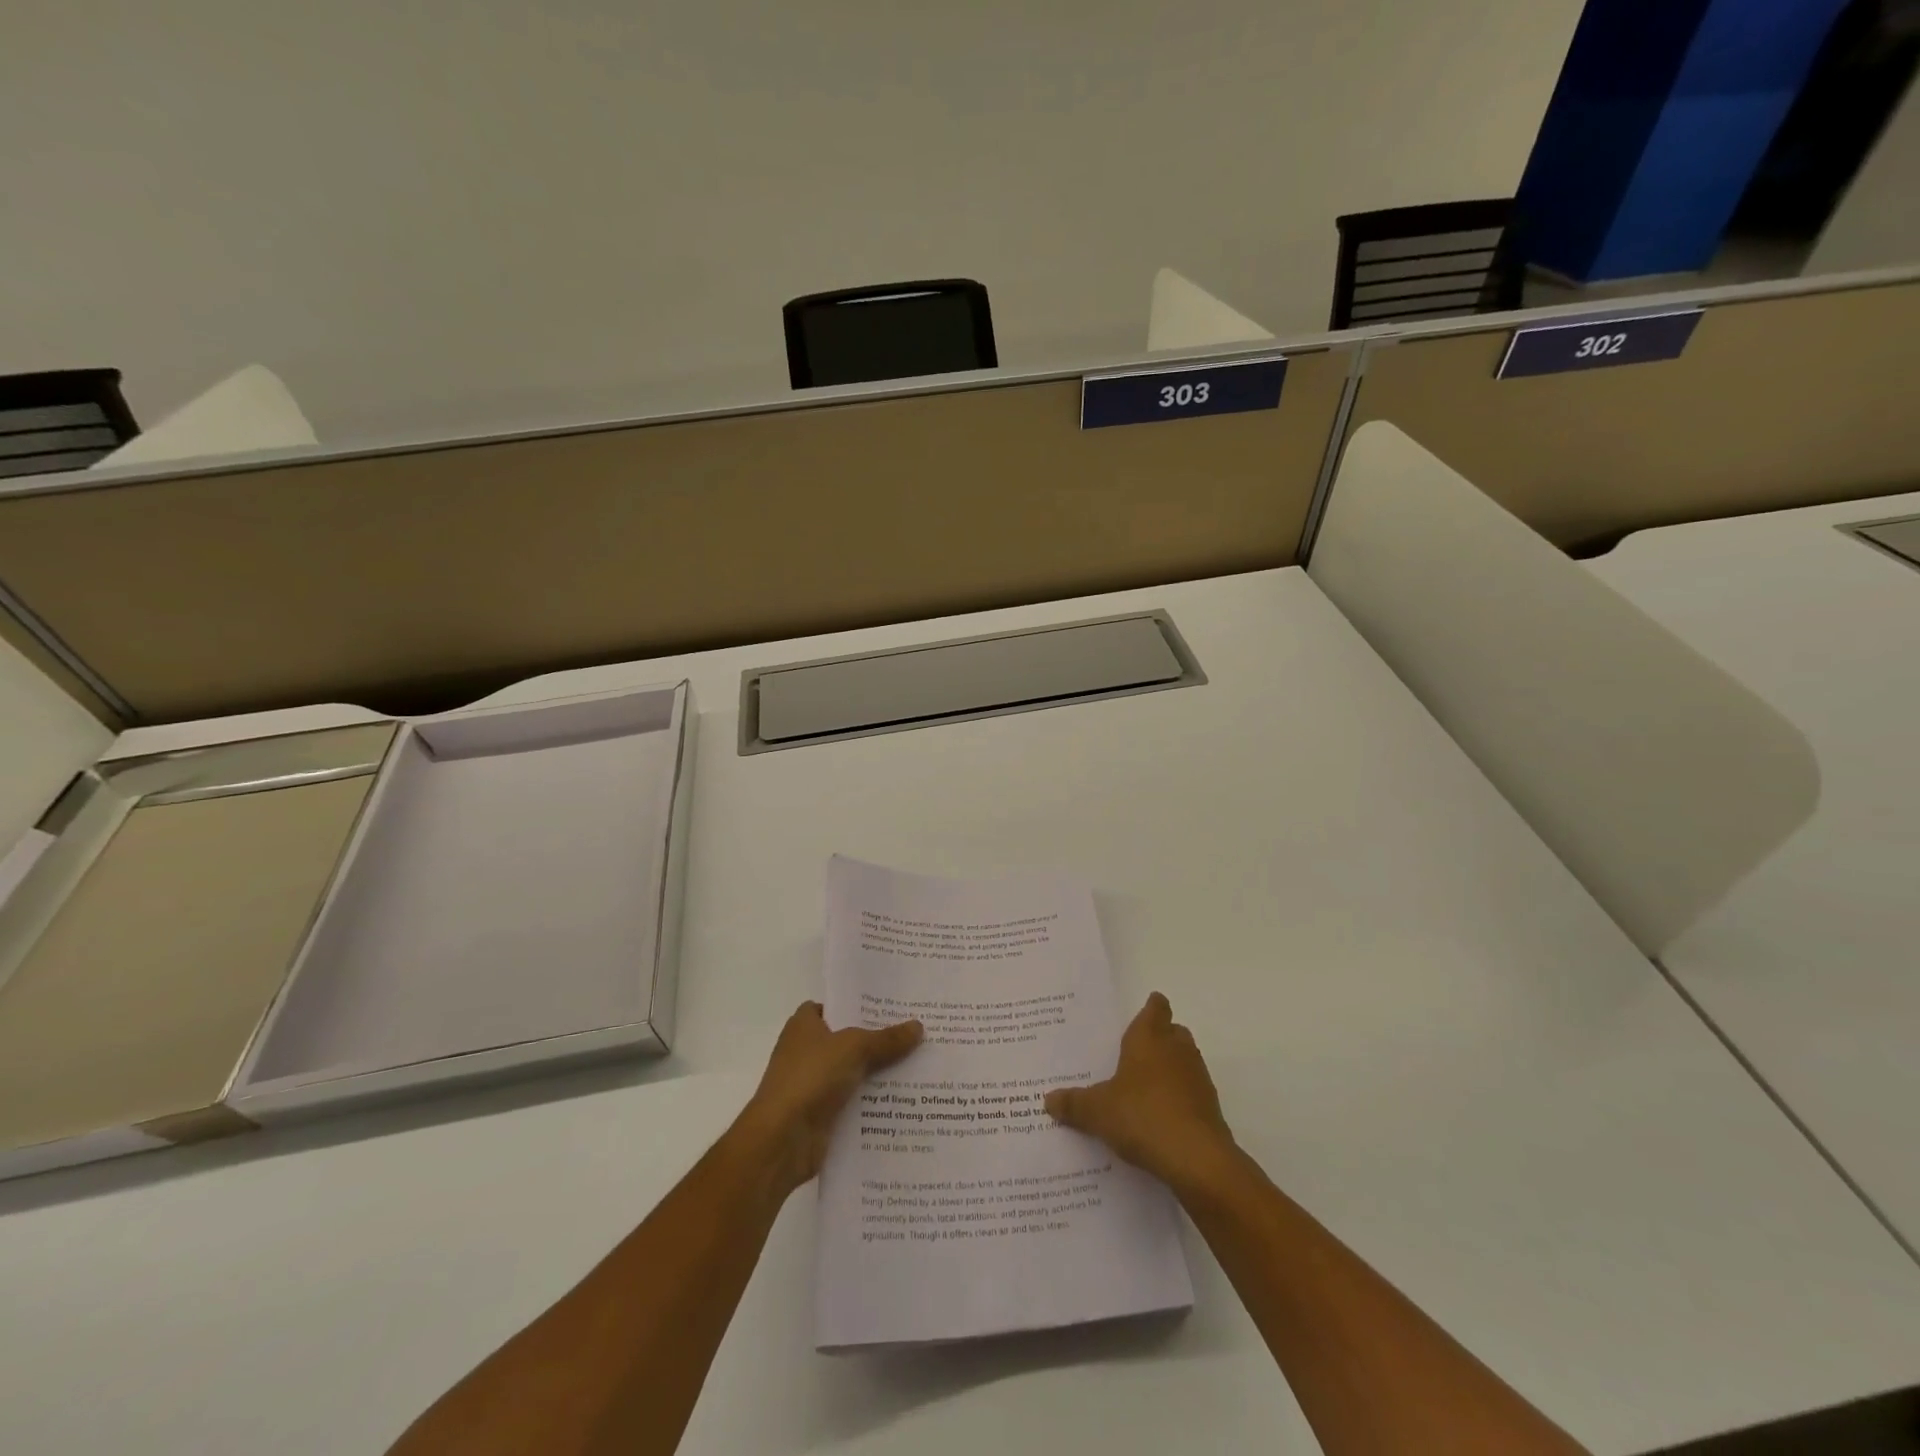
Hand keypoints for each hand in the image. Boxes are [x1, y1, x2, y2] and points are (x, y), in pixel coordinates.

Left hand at [738, 1000, 922, 1198]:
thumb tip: (918, 1026)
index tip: (892, 1007)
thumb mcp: (854, 1048)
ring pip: (854, 1072)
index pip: (835, 1006)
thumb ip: (886, 1038)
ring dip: (880, 1074)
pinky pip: (854, 1102)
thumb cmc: (810, 1078)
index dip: (859, 1005)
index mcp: (804, 1025)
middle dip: (878, 1039)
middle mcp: (807, 1051)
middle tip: (916, 1034)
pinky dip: (873, 1103)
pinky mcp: (822, 1115)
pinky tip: (905, 1101)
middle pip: (849, 1040)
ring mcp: (813, 1085)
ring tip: (919, 1066)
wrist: (781, 1140)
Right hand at [1045, 992, 1236, 1192]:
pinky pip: (1191, 1093)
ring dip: (1169, 1070)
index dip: (1150, 1009)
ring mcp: (1198, 1078)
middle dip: (1158, 1039)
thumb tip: (1048, 1100)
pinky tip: (1159, 1120)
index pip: (1156, 1007)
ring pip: (1184, 1061)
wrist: (1197, 1160)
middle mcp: (1177, 1049)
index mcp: (1149, 1037)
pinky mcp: (1210, 1108)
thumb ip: (1074, 1103)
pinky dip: (1178, 1099)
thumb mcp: (1097, 1111)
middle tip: (1132, 1054)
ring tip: (1142, 1090)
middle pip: (1172, 1032)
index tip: (1139, 1016)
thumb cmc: (1142, 1116)